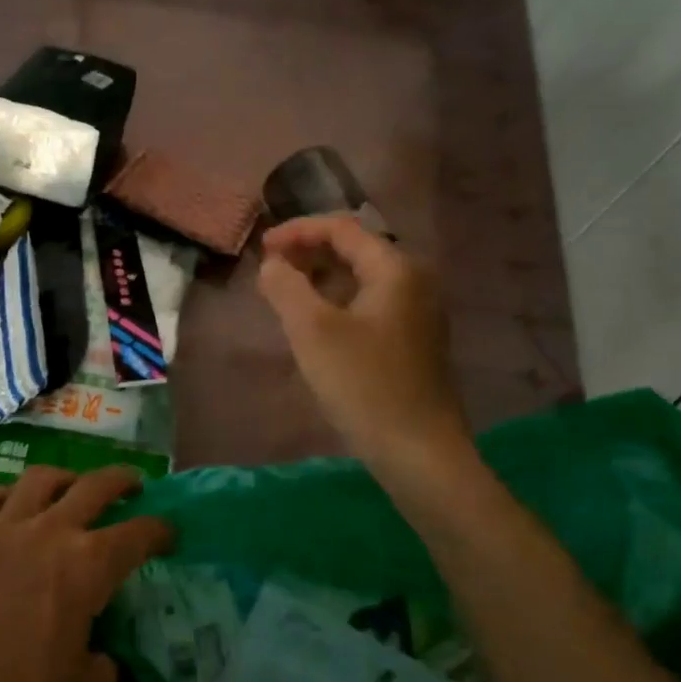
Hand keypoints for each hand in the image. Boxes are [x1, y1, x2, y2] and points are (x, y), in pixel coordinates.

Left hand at [0, 466, 173, 681]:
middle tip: (134, 485)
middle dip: (122, 481)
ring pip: (40, 479)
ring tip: (71, 486)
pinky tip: (8, 507)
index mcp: (87, 566)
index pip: (138, 534)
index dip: (160, 530)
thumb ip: (103, 670)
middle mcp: (48, 532)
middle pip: (95, 486)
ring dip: (65, 478)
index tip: (169, 533)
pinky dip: (4, 496)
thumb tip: (99, 656)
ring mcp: (0, 527)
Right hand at [257, 215, 469, 462]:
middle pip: (355, 250)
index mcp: (395, 270)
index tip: (262, 249)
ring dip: (321, 279)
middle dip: (309, 253)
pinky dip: (338, 303)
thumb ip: (286, 287)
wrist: (418, 452)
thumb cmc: (363, 385)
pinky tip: (316, 326)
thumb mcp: (313, 331)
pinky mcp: (413, 343)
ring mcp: (418, 314)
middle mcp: (414, 283)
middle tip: (271, 271)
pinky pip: (369, 305)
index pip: (343, 229)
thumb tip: (272, 264)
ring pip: (362, 280)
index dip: (298, 231)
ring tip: (286, 295)